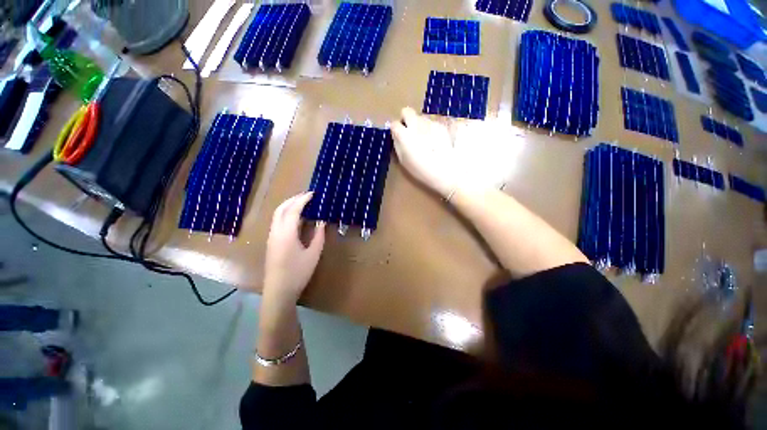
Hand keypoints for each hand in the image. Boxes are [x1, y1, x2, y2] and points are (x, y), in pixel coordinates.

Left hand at [263, 192, 325, 304]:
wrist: (278, 291)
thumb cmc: (298, 273)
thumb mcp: (313, 254)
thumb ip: (319, 236)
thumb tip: (321, 221)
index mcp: (287, 234)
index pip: (293, 210)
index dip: (303, 200)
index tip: (313, 194)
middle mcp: (276, 232)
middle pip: (281, 209)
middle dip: (293, 199)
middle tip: (307, 196)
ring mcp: (271, 237)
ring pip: (277, 214)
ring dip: (288, 205)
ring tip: (302, 203)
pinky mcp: (271, 242)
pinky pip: (277, 221)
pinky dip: (286, 213)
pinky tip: (296, 218)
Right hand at [391, 107, 457, 197]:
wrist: (447, 171)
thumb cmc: (422, 170)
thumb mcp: (404, 161)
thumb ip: (398, 145)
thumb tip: (397, 136)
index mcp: (404, 135)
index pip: (394, 123)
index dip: (396, 130)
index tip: (399, 136)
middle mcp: (416, 124)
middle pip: (407, 111)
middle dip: (406, 119)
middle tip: (410, 132)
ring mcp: (430, 122)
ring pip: (421, 117)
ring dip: (420, 125)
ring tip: (426, 140)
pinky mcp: (442, 124)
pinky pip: (432, 123)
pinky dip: (431, 129)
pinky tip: (436, 141)